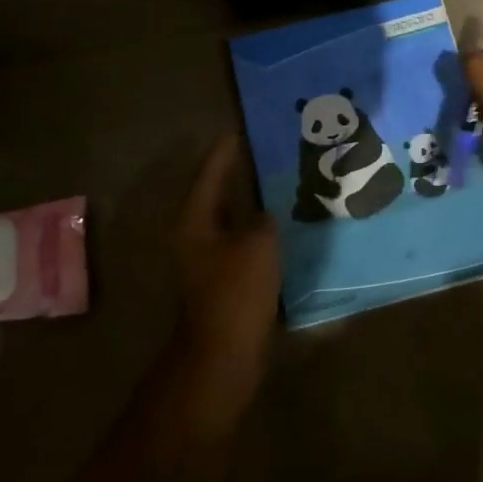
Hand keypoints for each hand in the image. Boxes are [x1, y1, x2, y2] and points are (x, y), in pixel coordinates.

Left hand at [175, 133, 280, 378]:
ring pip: (235, 219)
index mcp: (196, 220)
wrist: (224, 353)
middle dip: (243, 173)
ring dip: (255, 202)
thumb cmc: (236, 292)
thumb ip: (264, 218)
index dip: (226, 150)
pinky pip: (245, 241)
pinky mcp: (226, 278)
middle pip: (220, 194)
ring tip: (284, 182)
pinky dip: (262, 229)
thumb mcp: (258, 244)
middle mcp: (197, 235)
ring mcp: (210, 259)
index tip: (242, 128)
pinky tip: (287, 224)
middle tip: (270, 151)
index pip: (211, 173)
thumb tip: (265, 213)